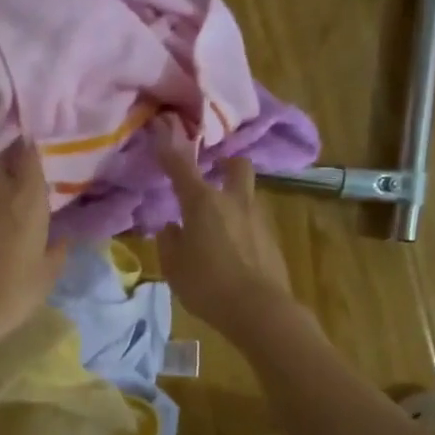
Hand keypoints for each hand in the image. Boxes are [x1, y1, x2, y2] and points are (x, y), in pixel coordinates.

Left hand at [0, 141, 68, 343]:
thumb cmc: (13, 291)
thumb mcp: (47, 274)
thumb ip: (57, 249)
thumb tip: (61, 238)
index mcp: (26, 194)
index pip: (29, 152)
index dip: (31, 157)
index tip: (33, 169)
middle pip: (1, 160)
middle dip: (8, 171)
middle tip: (11, 195)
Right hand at [155, 117, 294, 336]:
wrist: (259, 310)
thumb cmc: (207, 285)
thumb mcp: (174, 266)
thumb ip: (170, 241)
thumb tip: (173, 227)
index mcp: (202, 202)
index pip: (181, 165)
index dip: (169, 144)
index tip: (163, 123)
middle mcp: (232, 200)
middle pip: (236, 165)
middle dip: (224, 163)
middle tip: (212, 173)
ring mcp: (256, 217)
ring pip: (245, 194)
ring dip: (232, 198)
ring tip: (216, 223)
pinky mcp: (270, 238)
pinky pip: (251, 221)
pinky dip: (239, 226)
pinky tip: (230, 248)